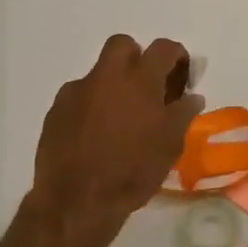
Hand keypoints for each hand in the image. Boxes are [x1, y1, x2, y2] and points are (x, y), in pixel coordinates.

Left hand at [28, 35, 204, 244]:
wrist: (76, 200)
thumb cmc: (132, 172)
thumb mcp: (170, 146)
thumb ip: (183, 114)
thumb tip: (192, 97)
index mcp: (139, 81)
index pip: (163, 48)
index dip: (177, 57)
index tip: (182, 77)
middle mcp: (106, 76)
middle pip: (123, 45)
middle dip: (138, 58)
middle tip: (147, 88)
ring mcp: (76, 91)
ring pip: (98, 72)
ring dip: (112, 85)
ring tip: (120, 119)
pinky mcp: (56, 110)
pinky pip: (78, 96)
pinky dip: (90, 106)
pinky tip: (94, 134)